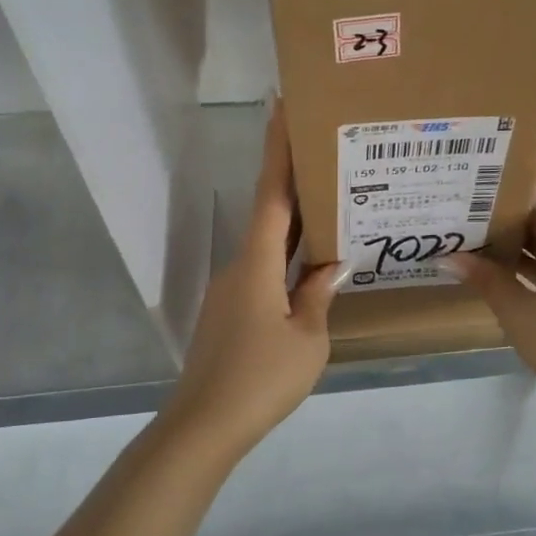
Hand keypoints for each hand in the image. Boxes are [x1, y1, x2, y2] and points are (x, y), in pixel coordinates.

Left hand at [162, 104, 343, 451]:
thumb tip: (329, 266)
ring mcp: (231, 292)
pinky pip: (264, 274)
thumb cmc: (261, 379)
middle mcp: (239, 267)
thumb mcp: (307, 339)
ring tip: (332, 211)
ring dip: (296, 228)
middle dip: (294, 182)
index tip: (280, 108)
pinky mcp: (230, 313)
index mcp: (257, 264)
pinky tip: (311, 270)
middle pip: (269, 215)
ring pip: (268, 248)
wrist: (203, 427)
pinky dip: (287, 262)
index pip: (271, 195)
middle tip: (326, 154)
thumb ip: (318, 296)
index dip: (276, 151)